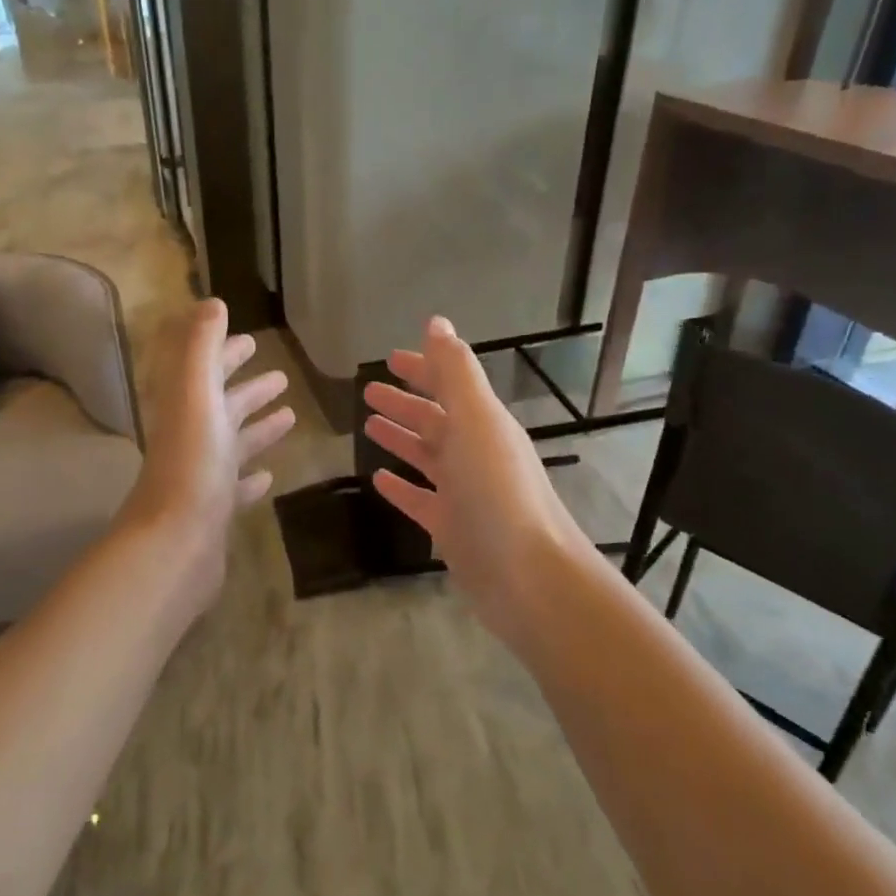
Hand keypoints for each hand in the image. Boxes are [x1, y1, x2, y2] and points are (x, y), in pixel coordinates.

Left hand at [121, 299, 293, 605]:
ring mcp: (203, 477)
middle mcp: (192, 438)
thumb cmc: (192, 465)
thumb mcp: (195, 395)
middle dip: (248, 389)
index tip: (252, 341)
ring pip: (233, 443)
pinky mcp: (215, 511)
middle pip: (221, 406)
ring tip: (289, 414)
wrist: (176, 544)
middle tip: (281, 378)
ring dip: (258, 427)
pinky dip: (252, 475)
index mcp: (186, 408)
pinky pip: (237, 486)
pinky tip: (270, 474)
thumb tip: (212, 303)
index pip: (204, 370)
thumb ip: (200, 347)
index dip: (225, 353)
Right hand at [363, 317, 586, 642]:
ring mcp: (463, 492)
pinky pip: (419, 499)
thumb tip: (436, 322)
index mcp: (483, 423)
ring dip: (400, 439)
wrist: (527, 573)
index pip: (449, 385)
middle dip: (405, 403)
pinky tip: (377, 480)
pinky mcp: (451, 527)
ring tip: (368, 426)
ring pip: (426, 457)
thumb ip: (455, 371)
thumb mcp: (476, 420)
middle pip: (435, 419)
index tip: (390, 358)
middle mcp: (475, 453)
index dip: (422, 368)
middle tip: (368, 391)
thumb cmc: (497, 489)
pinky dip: (400, 487)